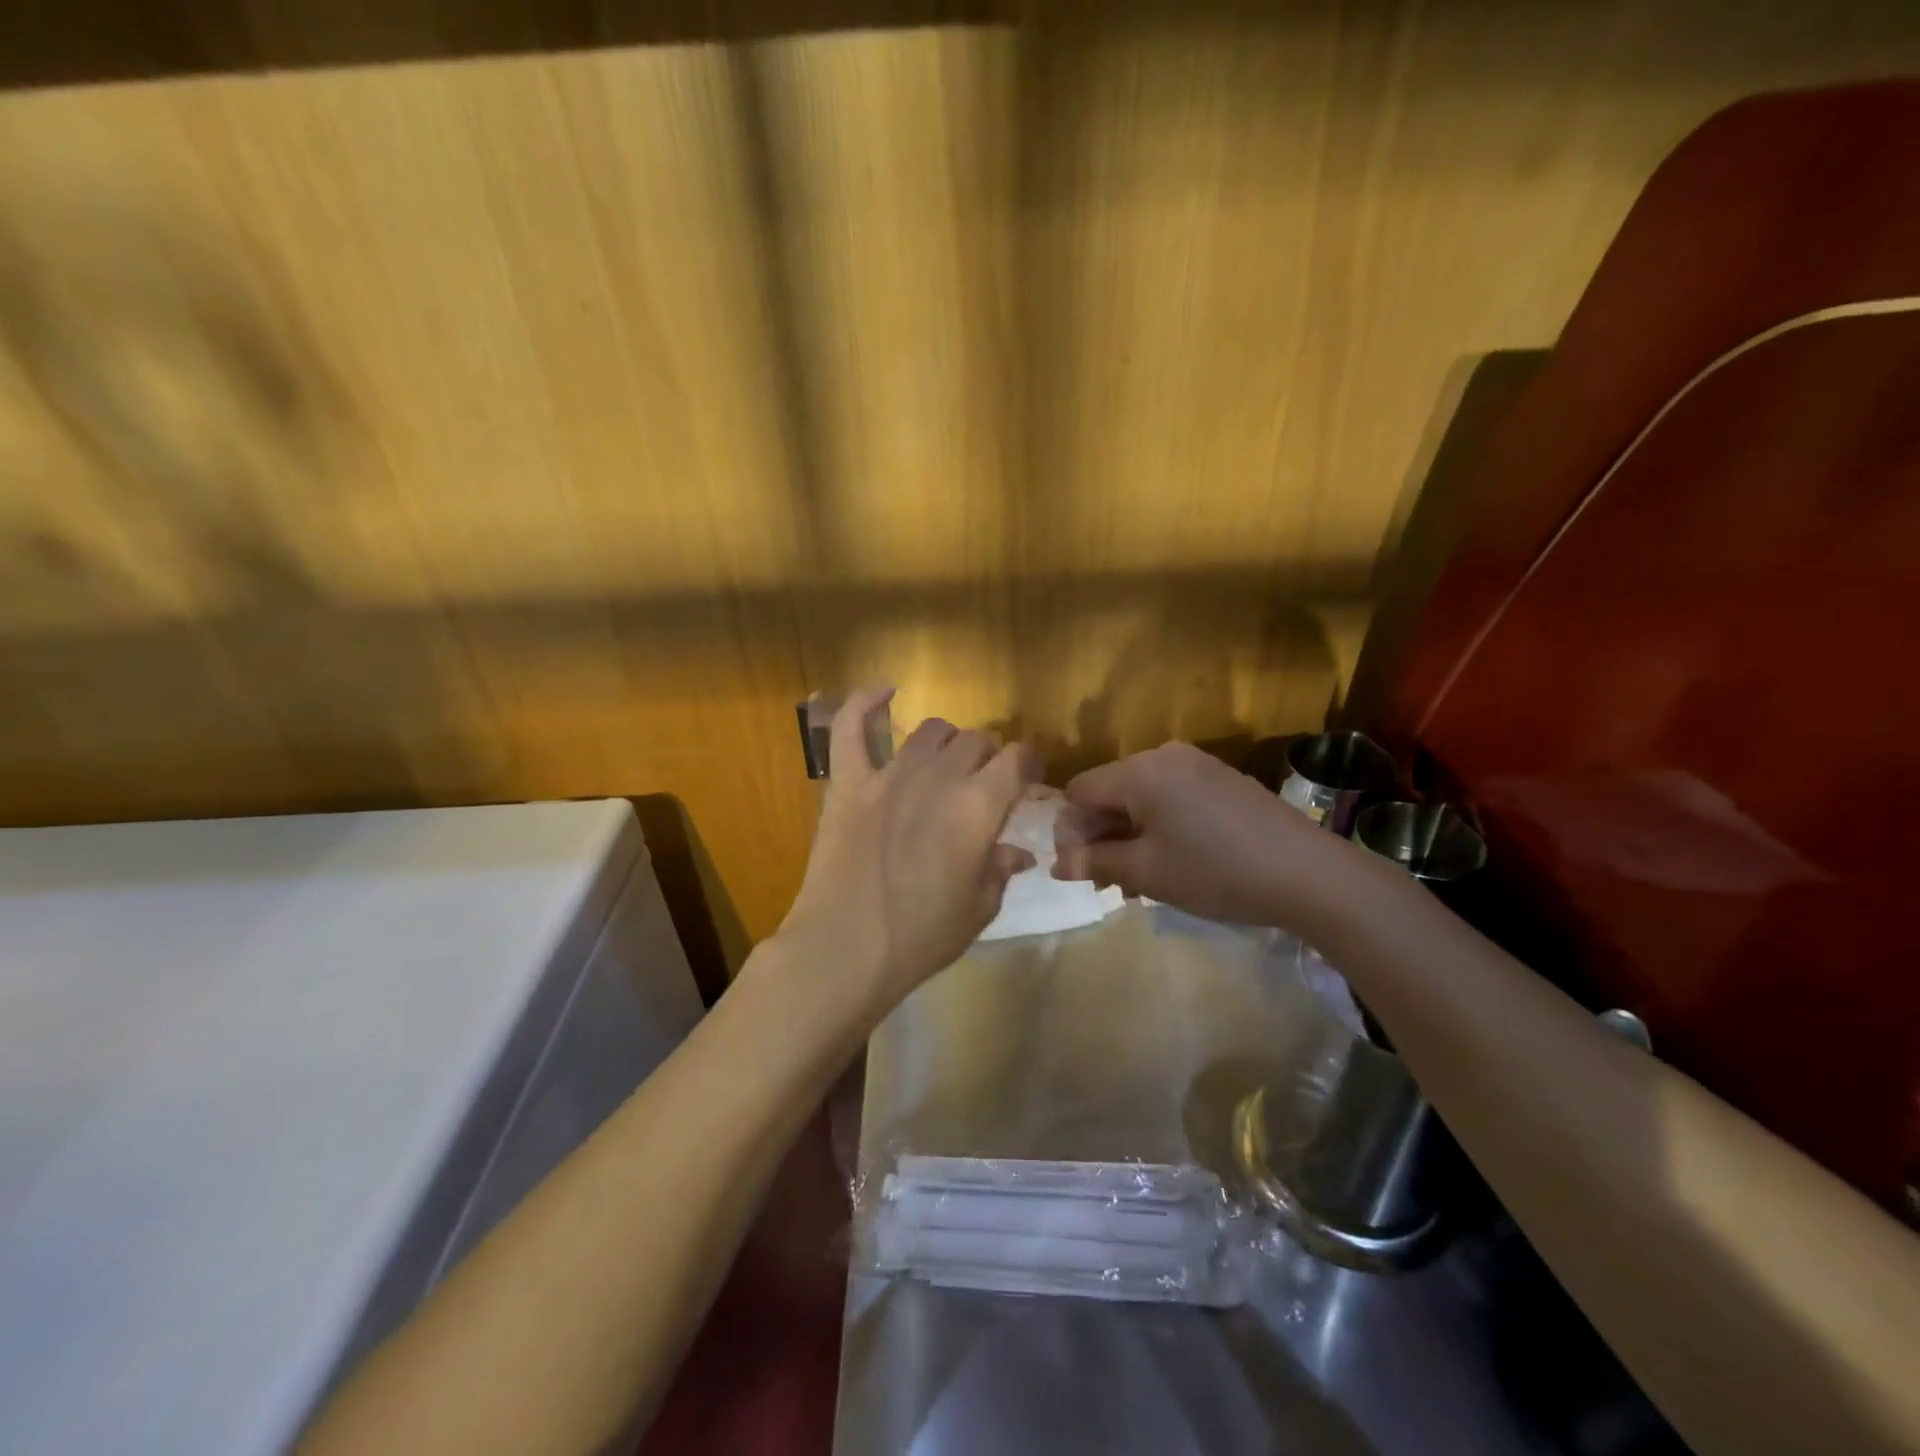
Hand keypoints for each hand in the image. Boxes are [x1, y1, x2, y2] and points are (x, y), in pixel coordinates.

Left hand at [773, 687, 1035, 1021]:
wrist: (844, 950)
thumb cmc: (921, 938)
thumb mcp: (978, 909)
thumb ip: (1000, 869)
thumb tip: (1017, 853)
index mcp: (979, 807)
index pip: (1019, 759)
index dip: (1029, 765)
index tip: (1028, 781)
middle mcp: (939, 778)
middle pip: (976, 741)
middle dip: (989, 759)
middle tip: (984, 787)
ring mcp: (888, 775)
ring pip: (930, 731)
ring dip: (947, 743)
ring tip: (945, 764)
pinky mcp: (848, 782)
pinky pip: (850, 727)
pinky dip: (864, 702)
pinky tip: (883, 691)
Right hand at [1053, 740, 1368, 934]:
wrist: (1309, 874)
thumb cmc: (1216, 872)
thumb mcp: (1148, 872)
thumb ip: (1096, 862)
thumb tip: (1056, 864)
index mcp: (1140, 771)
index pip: (1080, 792)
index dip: (1070, 831)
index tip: (1081, 870)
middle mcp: (1165, 756)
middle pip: (1110, 791)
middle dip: (1101, 835)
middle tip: (1108, 881)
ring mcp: (1198, 764)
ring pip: (1141, 796)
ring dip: (1129, 834)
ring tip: (1138, 879)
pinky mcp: (1221, 779)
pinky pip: (1171, 796)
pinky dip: (1159, 825)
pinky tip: (1172, 860)